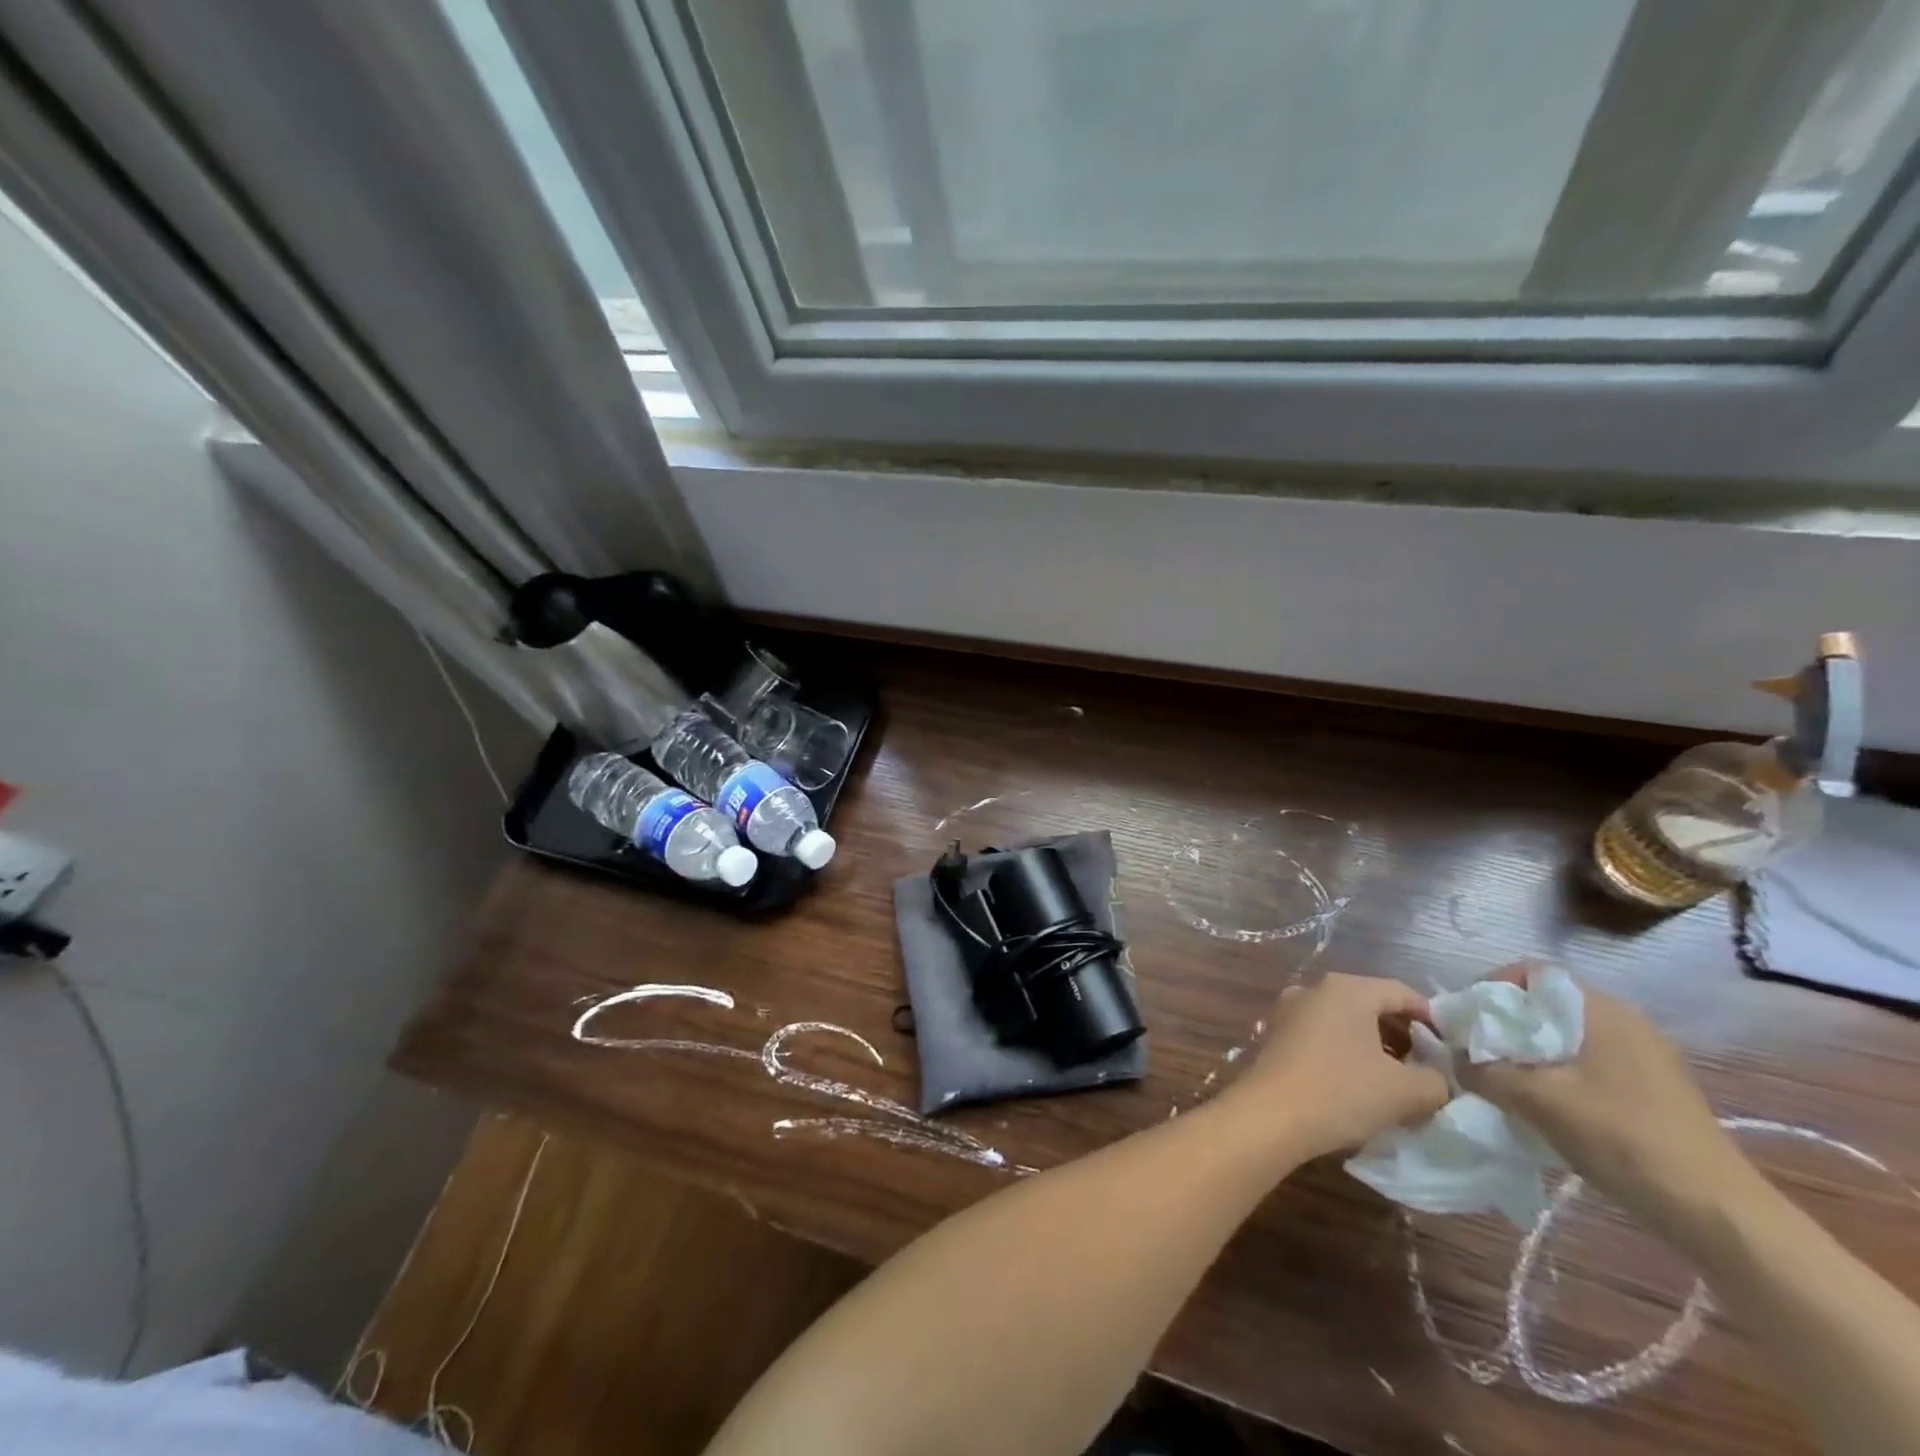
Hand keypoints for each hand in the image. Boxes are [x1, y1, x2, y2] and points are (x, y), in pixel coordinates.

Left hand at [1225, 973, 1448, 1160]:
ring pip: (1347, 1019)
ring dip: (1376, 1044)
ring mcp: (1290, 1008)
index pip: (1402, 993)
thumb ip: (1436, 1079)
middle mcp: (1314, 988)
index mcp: (1346, 988)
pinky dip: (1347, 1049)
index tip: (1451, 1054)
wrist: (1269, 1115)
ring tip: (1399, 1080)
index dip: (1433, 1021)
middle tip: (1428, 1069)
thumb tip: (1439, 1076)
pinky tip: (1360, 1082)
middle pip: (1372, 1003)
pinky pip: (1323, 1032)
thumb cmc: (1340, 1092)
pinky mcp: (1277, 1032)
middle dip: (1404, 1034)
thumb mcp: (1406, 1091)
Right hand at [1457, 965, 1754, 1225]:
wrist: (1715, 1214)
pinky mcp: (1653, 1089)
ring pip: (1565, 1037)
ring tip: (1502, 1081)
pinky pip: (1587, 1063)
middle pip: (1546, 1005)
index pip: (1530, 973)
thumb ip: (1483, 1071)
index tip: (1464, 1019)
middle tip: (1474, 1051)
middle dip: (1504, 1024)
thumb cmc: (1621, 1138)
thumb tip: (1451, 1058)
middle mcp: (1625, 1021)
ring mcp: (1645, 1056)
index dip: (1489, 988)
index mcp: (1601, 1009)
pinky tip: (1544, 1105)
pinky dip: (1556, 1073)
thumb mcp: (1536, 1100)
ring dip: (1527, 1052)